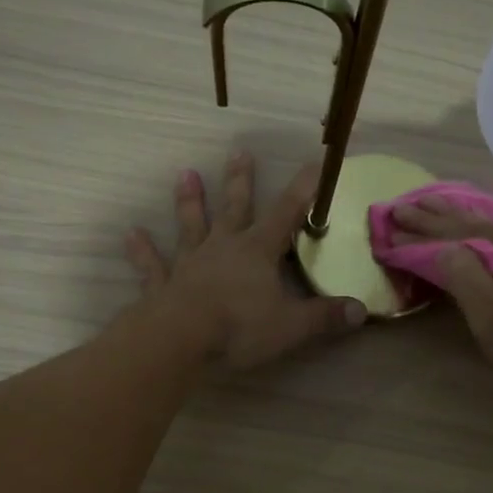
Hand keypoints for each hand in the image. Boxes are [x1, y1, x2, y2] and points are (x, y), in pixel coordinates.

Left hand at [125, 153, 365, 369]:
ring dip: (189, 202)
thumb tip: (361, 310)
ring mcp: (190, 264)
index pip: (286, 214)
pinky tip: (131, 234)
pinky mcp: (163, 285)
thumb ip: (325, 317)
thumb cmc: (239, 328)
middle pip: (235, 208)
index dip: (303, 190)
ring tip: (186, 174)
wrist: (179, 341)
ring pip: (191, 226)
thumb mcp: (291, 326)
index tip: (314, 164)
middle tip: (239, 151)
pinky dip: (142, 251)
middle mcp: (223, 248)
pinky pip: (152, 265)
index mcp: (257, 252)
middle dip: (240, 181)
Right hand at [391, 195, 492, 399]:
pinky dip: (484, 226)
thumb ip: (464, 277)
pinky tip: (481, 224)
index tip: (390, 219)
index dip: (420, 228)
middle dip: (436, 213)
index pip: (454, 231)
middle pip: (474, 220)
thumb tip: (442, 246)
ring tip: (435, 205)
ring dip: (460, 216)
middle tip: (404, 204)